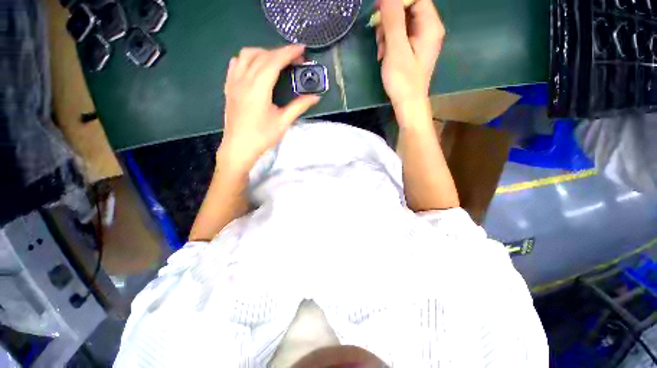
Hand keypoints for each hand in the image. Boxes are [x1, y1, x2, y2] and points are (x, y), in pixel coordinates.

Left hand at [220, 45, 320, 170]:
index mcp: (258, 89)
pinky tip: (255, 66)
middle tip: (295, 59)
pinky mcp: (229, 87)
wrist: (239, 147)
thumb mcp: (283, 122)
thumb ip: (299, 106)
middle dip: (280, 52)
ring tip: (276, 61)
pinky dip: (248, 59)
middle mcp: (244, 80)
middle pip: (262, 55)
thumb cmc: (262, 137)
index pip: (274, 62)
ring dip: (263, 52)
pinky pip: (236, 63)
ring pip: (246, 55)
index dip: (289, 53)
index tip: (302, 49)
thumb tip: (316, 97)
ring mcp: (234, 82)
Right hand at [375, 0, 444, 108]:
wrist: (407, 104)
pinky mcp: (412, 49)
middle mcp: (428, 29)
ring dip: (386, 33)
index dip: (397, 0)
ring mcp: (420, 39)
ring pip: (401, 23)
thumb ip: (393, 20)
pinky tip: (383, 55)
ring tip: (381, 51)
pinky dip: (389, 43)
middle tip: (379, 38)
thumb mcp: (396, 49)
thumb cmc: (403, 80)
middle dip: (389, 21)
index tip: (379, 9)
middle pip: (407, 9)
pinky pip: (399, 36)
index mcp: (430, 25)